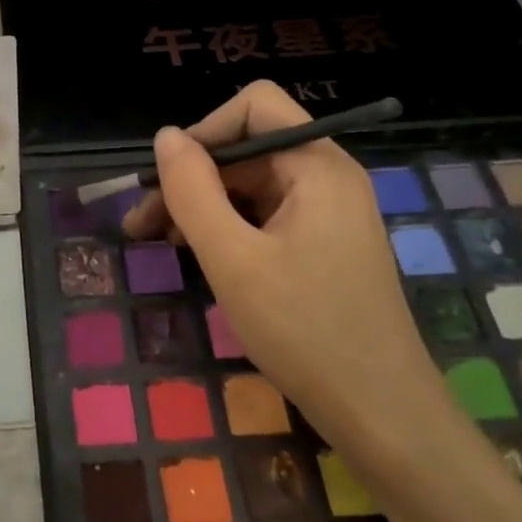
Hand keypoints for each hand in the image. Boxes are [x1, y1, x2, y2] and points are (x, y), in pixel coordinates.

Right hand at [123, 81, 457, 461]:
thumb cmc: (305, 331)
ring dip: (200, 206)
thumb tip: (165, 136)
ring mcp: (326, 213)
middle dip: (190, 178)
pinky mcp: (321, 245)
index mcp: (317, 166)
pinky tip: (195, 255)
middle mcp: (326, 177)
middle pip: (246, 149)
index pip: (254, 106)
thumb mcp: (232, 259)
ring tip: (155, 242)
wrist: (381, 414)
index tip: (167, 179)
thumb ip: (192, 191)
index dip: (205, 131)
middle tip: (140, 223)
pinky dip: (225, 228)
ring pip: (249, 186)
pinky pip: (263, 216)